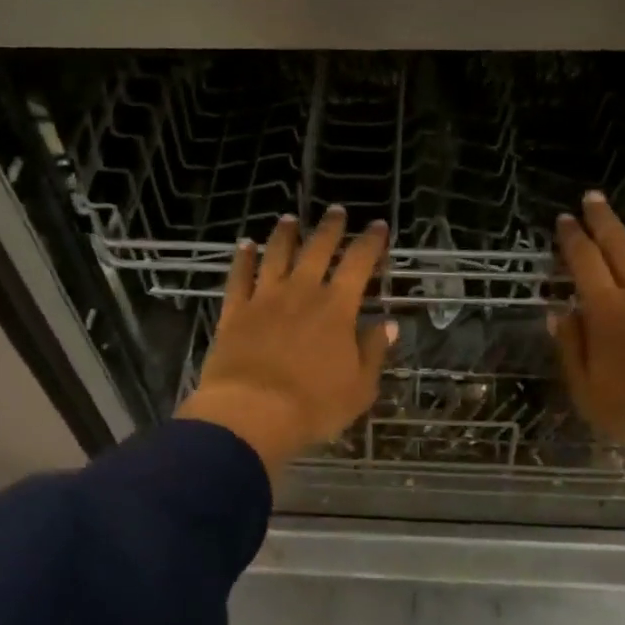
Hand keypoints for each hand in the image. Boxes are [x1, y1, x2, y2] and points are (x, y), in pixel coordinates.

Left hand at [177, 206, 395, 480]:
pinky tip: (245, 245)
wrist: (252, 413)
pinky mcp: (234, 312)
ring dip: (285, 234)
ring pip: (276, 255)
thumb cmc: (314, 406)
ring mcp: (264, 299)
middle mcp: (301, 293)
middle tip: (336, 211)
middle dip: (330, 228)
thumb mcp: (359, 387)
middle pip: (317, 250)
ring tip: (289, 219)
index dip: (371, 242)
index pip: (359, 263)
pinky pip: (239, 277)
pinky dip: (242, 258)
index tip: (378, 226)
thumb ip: (374, 352)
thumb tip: (389, 324)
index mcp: (337, 308)